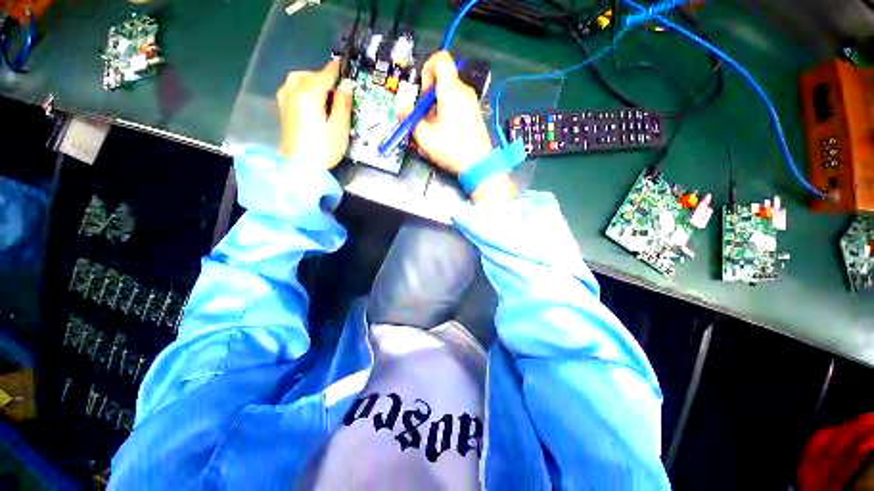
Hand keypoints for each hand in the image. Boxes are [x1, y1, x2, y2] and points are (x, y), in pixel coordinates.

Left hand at [277, 60, 353, 168]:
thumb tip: (347, 85)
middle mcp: (294, 92)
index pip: (325, 75)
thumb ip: (343, 104)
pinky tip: (308, 98)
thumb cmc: (324, 149)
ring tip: (323, 91)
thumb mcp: (339, 128)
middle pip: (309, 75)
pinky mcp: (282, 110)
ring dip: (310, 79)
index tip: (344, 65)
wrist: (300, 167)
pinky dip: (301, 86)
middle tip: (338, 87)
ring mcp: (285, 100)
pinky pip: (290, 88)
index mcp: (309, 94)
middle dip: (323, 76)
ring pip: (296, 79)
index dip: (336, 70)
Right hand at [412, 51, 493, 175]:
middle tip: (424, 117)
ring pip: (448, 96)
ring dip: (436, 110)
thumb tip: (402, 108)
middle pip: (442, 82)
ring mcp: (471, 104)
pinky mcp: (474, 115)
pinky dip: (446, 115)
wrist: (478, 164)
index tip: (423, 92)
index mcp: (452, 91)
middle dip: (428, 98)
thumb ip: (410, 118)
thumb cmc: (452, 149)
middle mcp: (464, 92)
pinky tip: (444, 134)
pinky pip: (456, 107)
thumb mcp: (424, 136)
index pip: (441, 59)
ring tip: (433, 131)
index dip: (427, 69)